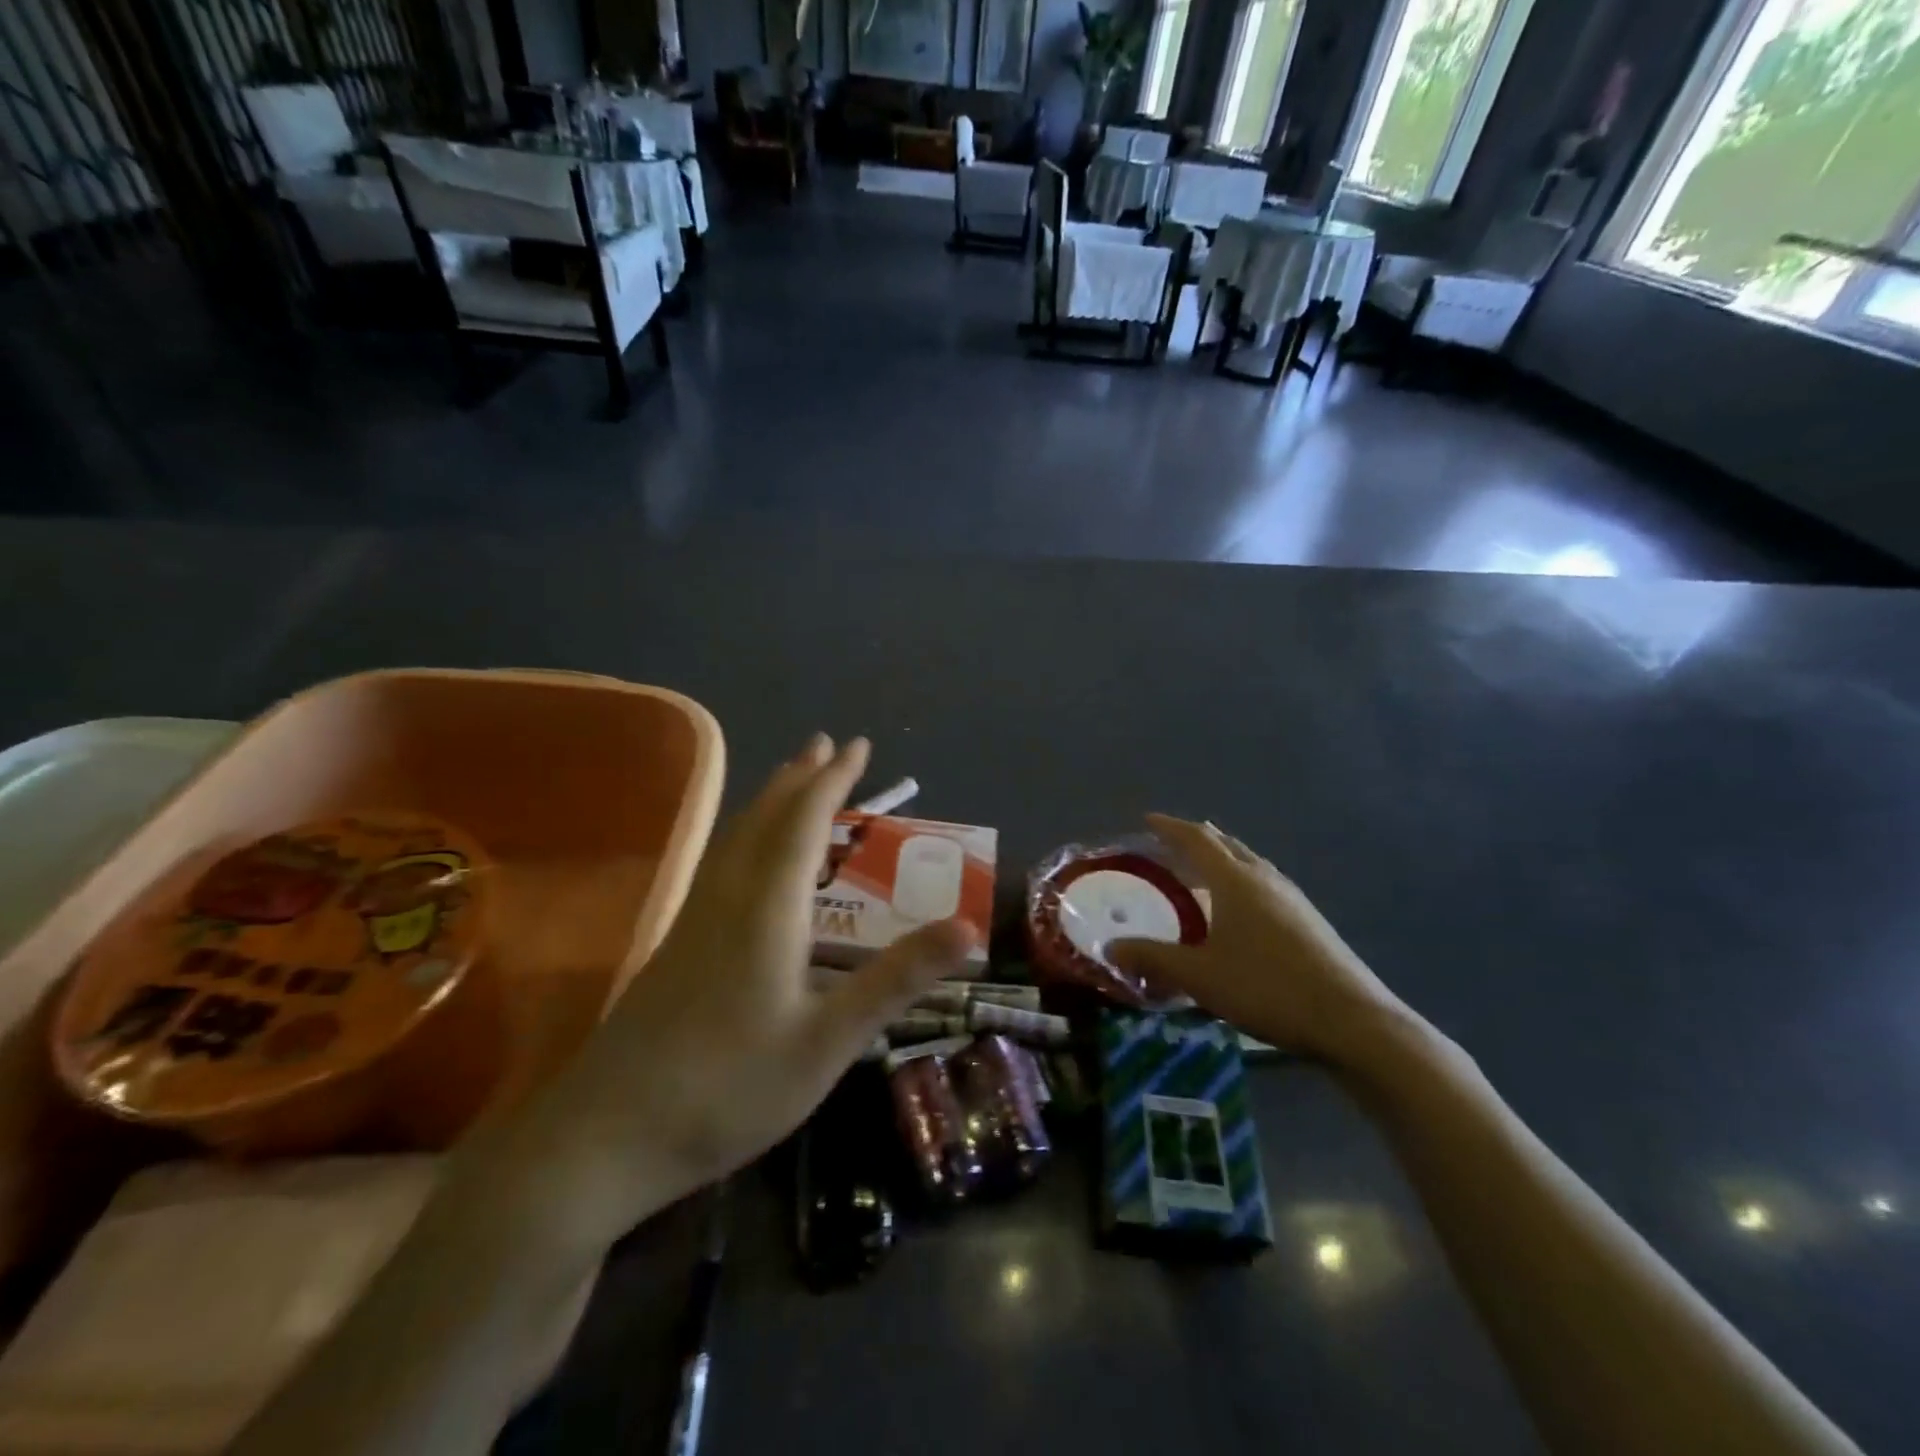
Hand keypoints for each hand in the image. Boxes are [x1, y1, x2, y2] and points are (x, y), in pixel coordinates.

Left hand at [488, 735, 974, 1252]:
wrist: (603, 1138)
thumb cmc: (728, 1089)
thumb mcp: (828, 1042)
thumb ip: (896, 980)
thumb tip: (966, 926)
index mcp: (767, 908)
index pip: (805, 822)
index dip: (834, 780)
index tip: (858, 745)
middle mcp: (728, 897)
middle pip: (765, 818)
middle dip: (800, 777)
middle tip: (826, 744)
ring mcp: (694, 919)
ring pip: (737, 838)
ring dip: (770, 800)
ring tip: (792, 780)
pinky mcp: (676, 944)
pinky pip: (722, 862)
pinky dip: (749, 834)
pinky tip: (748, 858)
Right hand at [1108, 815, 1408, 1064]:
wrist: (1353, 1020)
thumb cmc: (1267, 987)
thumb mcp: (1200, 976)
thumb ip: (1152, 958)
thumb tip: (1109, 948)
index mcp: (1235, 881)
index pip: (1196, 839)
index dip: (1170, 827)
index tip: (1147, 820)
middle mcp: (1264, 879)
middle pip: (1226, 845)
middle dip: (1196, 839)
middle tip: (1169, 844)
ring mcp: (1292, 898)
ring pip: (1248, 864)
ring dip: (1221, 861)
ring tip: (1200, 873)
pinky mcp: (1308, 920)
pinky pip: (1263, 885)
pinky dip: (1239, 883)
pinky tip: (1237, 912)